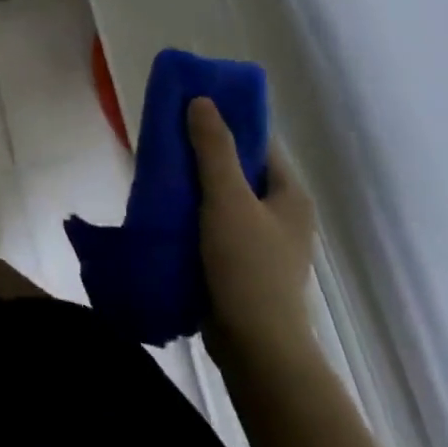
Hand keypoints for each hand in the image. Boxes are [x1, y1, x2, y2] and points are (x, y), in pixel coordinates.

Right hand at [188, 98, 316, 357]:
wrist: (255, 346)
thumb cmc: (247, 266)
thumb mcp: (228, 199)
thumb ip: (214, 149)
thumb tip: (202, 100)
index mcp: (289, 194)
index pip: (259, 143)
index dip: (226, 122)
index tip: (189, 110)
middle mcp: (281, 214)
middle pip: (238, 170)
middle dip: (202, 154)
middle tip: (165, 139)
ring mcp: (261, 241)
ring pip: (223, 199)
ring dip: (194, 185)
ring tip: (158, 170)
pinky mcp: (239, 264)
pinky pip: (213, 225)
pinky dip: (191, 214)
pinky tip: (164, 209)